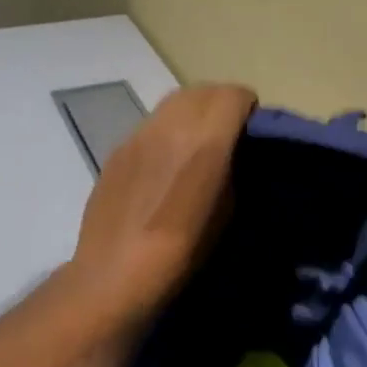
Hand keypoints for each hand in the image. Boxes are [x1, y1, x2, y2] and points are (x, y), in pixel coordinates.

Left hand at [69, 84, 256, 322]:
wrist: (114, 276)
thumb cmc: (182, 253)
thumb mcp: (228, 212)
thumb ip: (232, 169)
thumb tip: (231, 154)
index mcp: (205, 141)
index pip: (234, 95)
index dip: (248, 108)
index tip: (252, 131)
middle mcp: (170, 127)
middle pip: (203, 90)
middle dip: (221, 104)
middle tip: (227, 133)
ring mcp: (138, 135)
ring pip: (173, 102)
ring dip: (193, 112)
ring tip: (196, 145)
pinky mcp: (116, 150)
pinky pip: (149, 124)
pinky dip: (166, 131)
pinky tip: (163, 166)